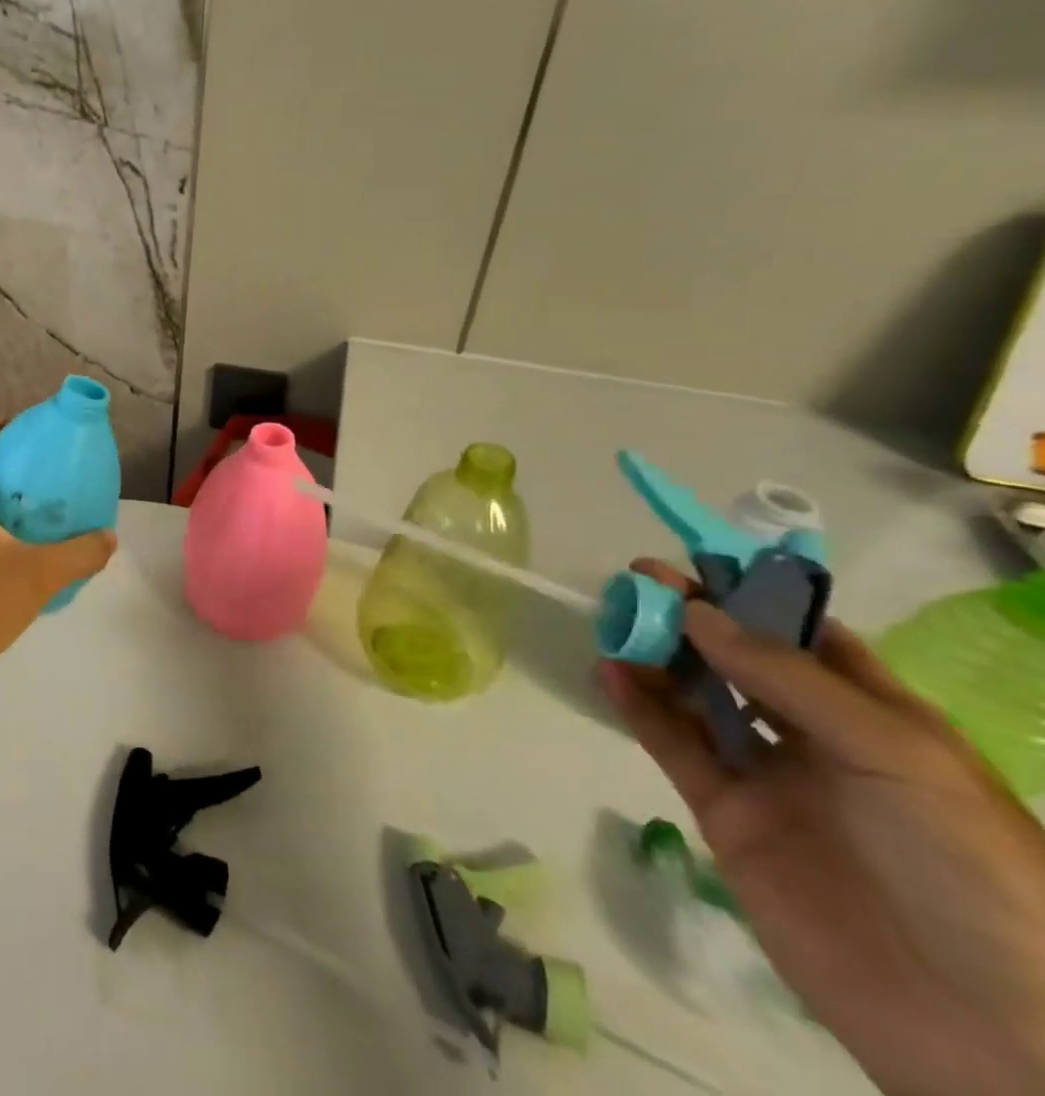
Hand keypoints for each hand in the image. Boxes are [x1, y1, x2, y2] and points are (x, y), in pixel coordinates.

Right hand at [602, 560, 1044, 1095]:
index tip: (696, 563)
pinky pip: (673, 747)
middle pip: (740, 661)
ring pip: (698, 698)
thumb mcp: (892, 753)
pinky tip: (609, 673)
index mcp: (880, 719)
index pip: (808, 638)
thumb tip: (697, 611)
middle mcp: (819, 739)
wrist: (980, 1026)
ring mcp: (769, 779)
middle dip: (693, 618)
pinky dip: (638, 707)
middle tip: (638, 583)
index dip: (755, 597)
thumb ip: (786, 677)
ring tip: (615, 623)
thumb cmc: (962, 866)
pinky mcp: (725, 815)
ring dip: (657, 657)